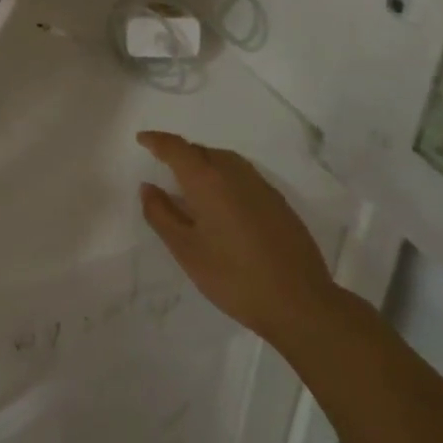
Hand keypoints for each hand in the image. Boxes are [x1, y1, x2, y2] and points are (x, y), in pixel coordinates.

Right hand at [137, 131, 344, 354]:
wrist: (301, 304)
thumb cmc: (234, 277)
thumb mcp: (186, 250)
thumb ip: (161, 214)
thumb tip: (148, 187)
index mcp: (207, 181)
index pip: (176, 148)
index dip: (157, 140)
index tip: (142, 138)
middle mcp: (235, 174)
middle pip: (201, 151)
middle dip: (180, 153)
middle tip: (164, 167)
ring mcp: (261, 187)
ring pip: (225, 160)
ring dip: (204, 163)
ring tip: (192, 184)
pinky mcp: (279, 203)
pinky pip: (243, 175)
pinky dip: (224, 177)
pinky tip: (223, 204)